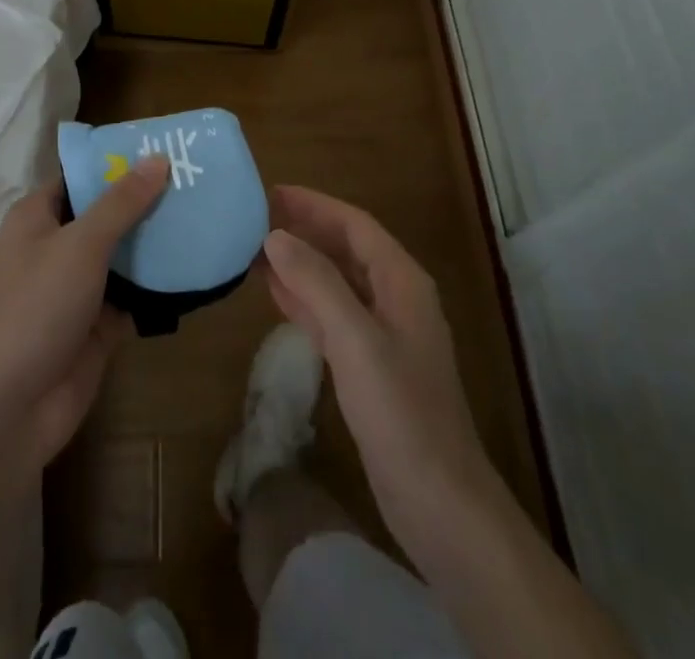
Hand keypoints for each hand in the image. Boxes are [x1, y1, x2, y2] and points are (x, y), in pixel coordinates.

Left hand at [0, 156, 169, 483]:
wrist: (13, 407)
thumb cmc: (37, 307)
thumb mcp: (81, 244)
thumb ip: (121, 202)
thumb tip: (157, 158)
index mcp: (37, 218)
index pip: (79, 177)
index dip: (115, 163)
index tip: (161, 150)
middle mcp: (55, 247)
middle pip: (105, 214)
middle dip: (144, 201)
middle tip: (194, 181)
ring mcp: (76, 287)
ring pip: (121, 255)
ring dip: (155, 242)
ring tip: (204, 216)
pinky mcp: (96, 324)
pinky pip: (132, 294)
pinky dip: (157, 285)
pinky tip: (196, 267)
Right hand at [262, 186, 495, 563]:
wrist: (438, 501)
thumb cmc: (400, 411)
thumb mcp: (354, 338)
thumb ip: (316, 282)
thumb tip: (275, 235)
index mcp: (402, 282)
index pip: (355, 225)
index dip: (315, 204)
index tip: (272, 192)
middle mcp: (395, 298)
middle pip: (346, 249)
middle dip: (306, 230)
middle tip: (257, 217)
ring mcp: (384, 334)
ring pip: (337, 282)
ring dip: (301, 264)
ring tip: (257, 249)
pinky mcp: (371, 366)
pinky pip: (333, 316)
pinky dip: (305, 300)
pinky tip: (275, 293)